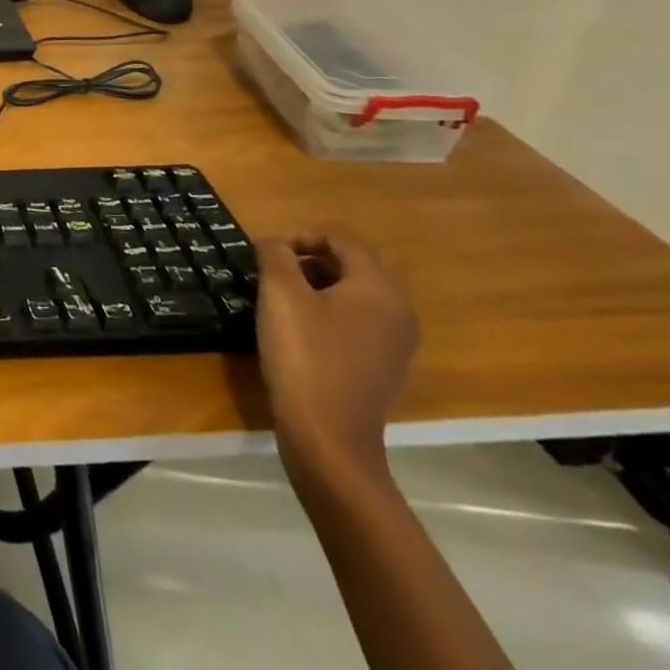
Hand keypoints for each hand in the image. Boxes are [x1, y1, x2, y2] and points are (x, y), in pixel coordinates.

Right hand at [255, 234, 418, 481]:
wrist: (328, 434)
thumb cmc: (303, 354)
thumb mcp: (279, 294)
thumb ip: (275, 255)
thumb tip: (275, 243)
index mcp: (379, 287)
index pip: (344, 239)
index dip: (303, 236)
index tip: (270, 254)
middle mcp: (399, 310)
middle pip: (358, 263)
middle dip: (316, 259)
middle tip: (278, 272)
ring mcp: (397, 342)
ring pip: (360, 293)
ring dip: (323, 284)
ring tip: (285, 299)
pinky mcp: (385, 365)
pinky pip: (362, 321)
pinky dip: (333, 312)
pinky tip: (303, 330)